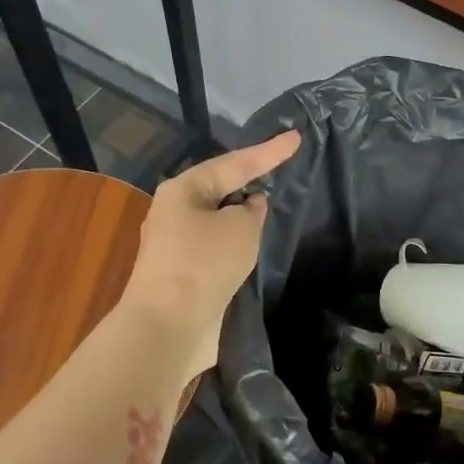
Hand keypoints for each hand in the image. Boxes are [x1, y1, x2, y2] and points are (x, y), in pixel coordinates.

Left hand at [118, 129, 302, 377]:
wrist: (168, 326)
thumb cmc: (204, 264)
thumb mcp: (240, 228)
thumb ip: (251, 211)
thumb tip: (248, 207)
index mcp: (183, 190)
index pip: (234, 163)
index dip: (268, 152)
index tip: (296, 138)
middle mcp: (174, 212)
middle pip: (220, 190)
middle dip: (248, 182)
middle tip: (279, 172)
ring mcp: (175, 246)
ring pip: (217, 222)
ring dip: (241, 219)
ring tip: (269, 212)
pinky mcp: (183, 275)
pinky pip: (215, 249)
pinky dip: (235, 245)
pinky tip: (251, 249)